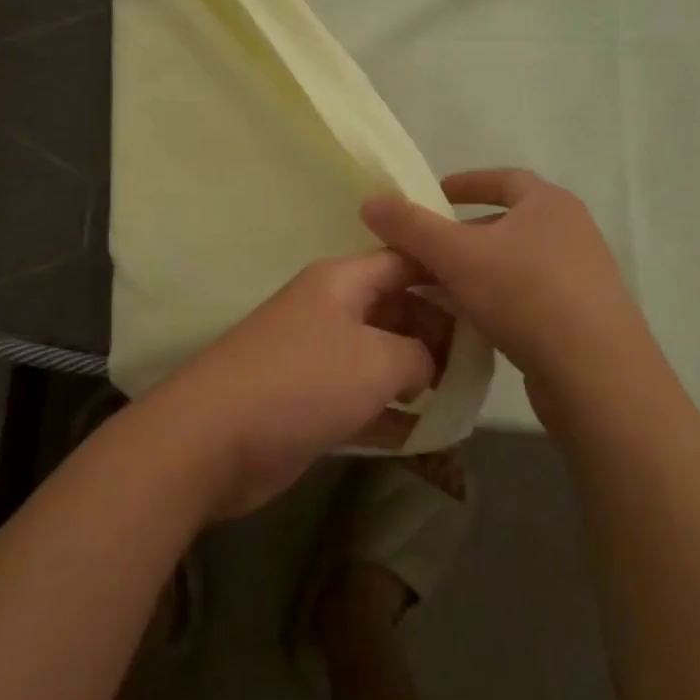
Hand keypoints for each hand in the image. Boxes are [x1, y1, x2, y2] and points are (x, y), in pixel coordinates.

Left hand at [149, 252, 452, 519]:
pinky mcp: (308, 401)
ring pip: (379, 356)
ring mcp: (316, 356)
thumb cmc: (303, 381)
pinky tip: (426, 433)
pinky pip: (361, 399)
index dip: (444, 273)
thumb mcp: (377, 359)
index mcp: (342, 281)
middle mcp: (329, 310)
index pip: (402, 261)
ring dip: (416, 376)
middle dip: (435, 331)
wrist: (213, 439)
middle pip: (394, 308)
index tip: (485, 296)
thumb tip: (427, 362)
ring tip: (462, 398)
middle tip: (478, 362)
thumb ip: (418, 353)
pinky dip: (391, 413)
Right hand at [361, 168, 651, 406]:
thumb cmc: (525, 296)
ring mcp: (584, 276)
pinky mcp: (586, 318)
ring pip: (516, 263)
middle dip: (463, 235)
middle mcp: (572, 231)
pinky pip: (531, 297)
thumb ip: (410, 226)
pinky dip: (499, 301)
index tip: (434, 194)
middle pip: (506, 223)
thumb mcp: (456, 255)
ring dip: (478, 272)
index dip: (465, 183)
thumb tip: (371, 201)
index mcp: (549, 203)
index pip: (502, 179)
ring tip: (440, 290)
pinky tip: (473, 324)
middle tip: (426, 252)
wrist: (597, 377)